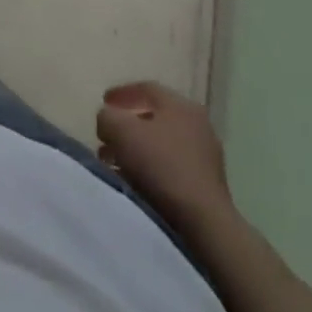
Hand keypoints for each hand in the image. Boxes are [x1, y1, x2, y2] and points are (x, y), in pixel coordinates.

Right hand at [96, 81, 232, 227]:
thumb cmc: (160, 165)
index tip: (103, 102)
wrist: (203, 222)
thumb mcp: (120, 130)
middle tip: (107, 136)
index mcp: (181, 105)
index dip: (121, 93)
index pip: (147, 88)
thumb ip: (107, 116)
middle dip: (127, 126)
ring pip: (162, 145)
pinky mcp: (207, 186)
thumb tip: (108, 120)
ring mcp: (206, 157)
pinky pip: (172, 167)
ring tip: (115, 163)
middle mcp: (197, 125)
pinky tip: (135, 181)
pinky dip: (151, 169)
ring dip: (137, 150)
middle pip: (154, 118)